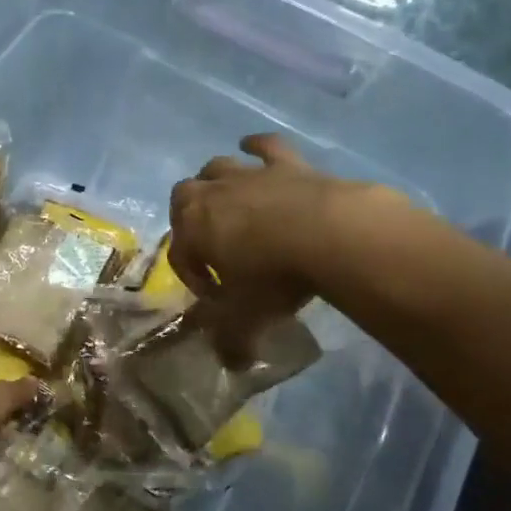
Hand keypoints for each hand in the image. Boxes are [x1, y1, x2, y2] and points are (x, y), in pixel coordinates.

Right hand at [169, 134, 397, 359]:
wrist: (330, 233)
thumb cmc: (275, 276)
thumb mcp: (249, 317)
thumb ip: (234, 341)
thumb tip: (233, 365)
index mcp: (192, 229)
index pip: (180, 254)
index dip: (194, 278)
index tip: (217, 298)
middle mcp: (210, 195)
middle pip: (183, 198)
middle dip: (189, 219)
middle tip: (210, 243)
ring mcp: (248, 175)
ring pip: (216, 168)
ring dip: (215, 182)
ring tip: (226, 201)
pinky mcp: (285, 163)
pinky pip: (264, 146)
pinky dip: (256, 146)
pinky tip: (251, 146)